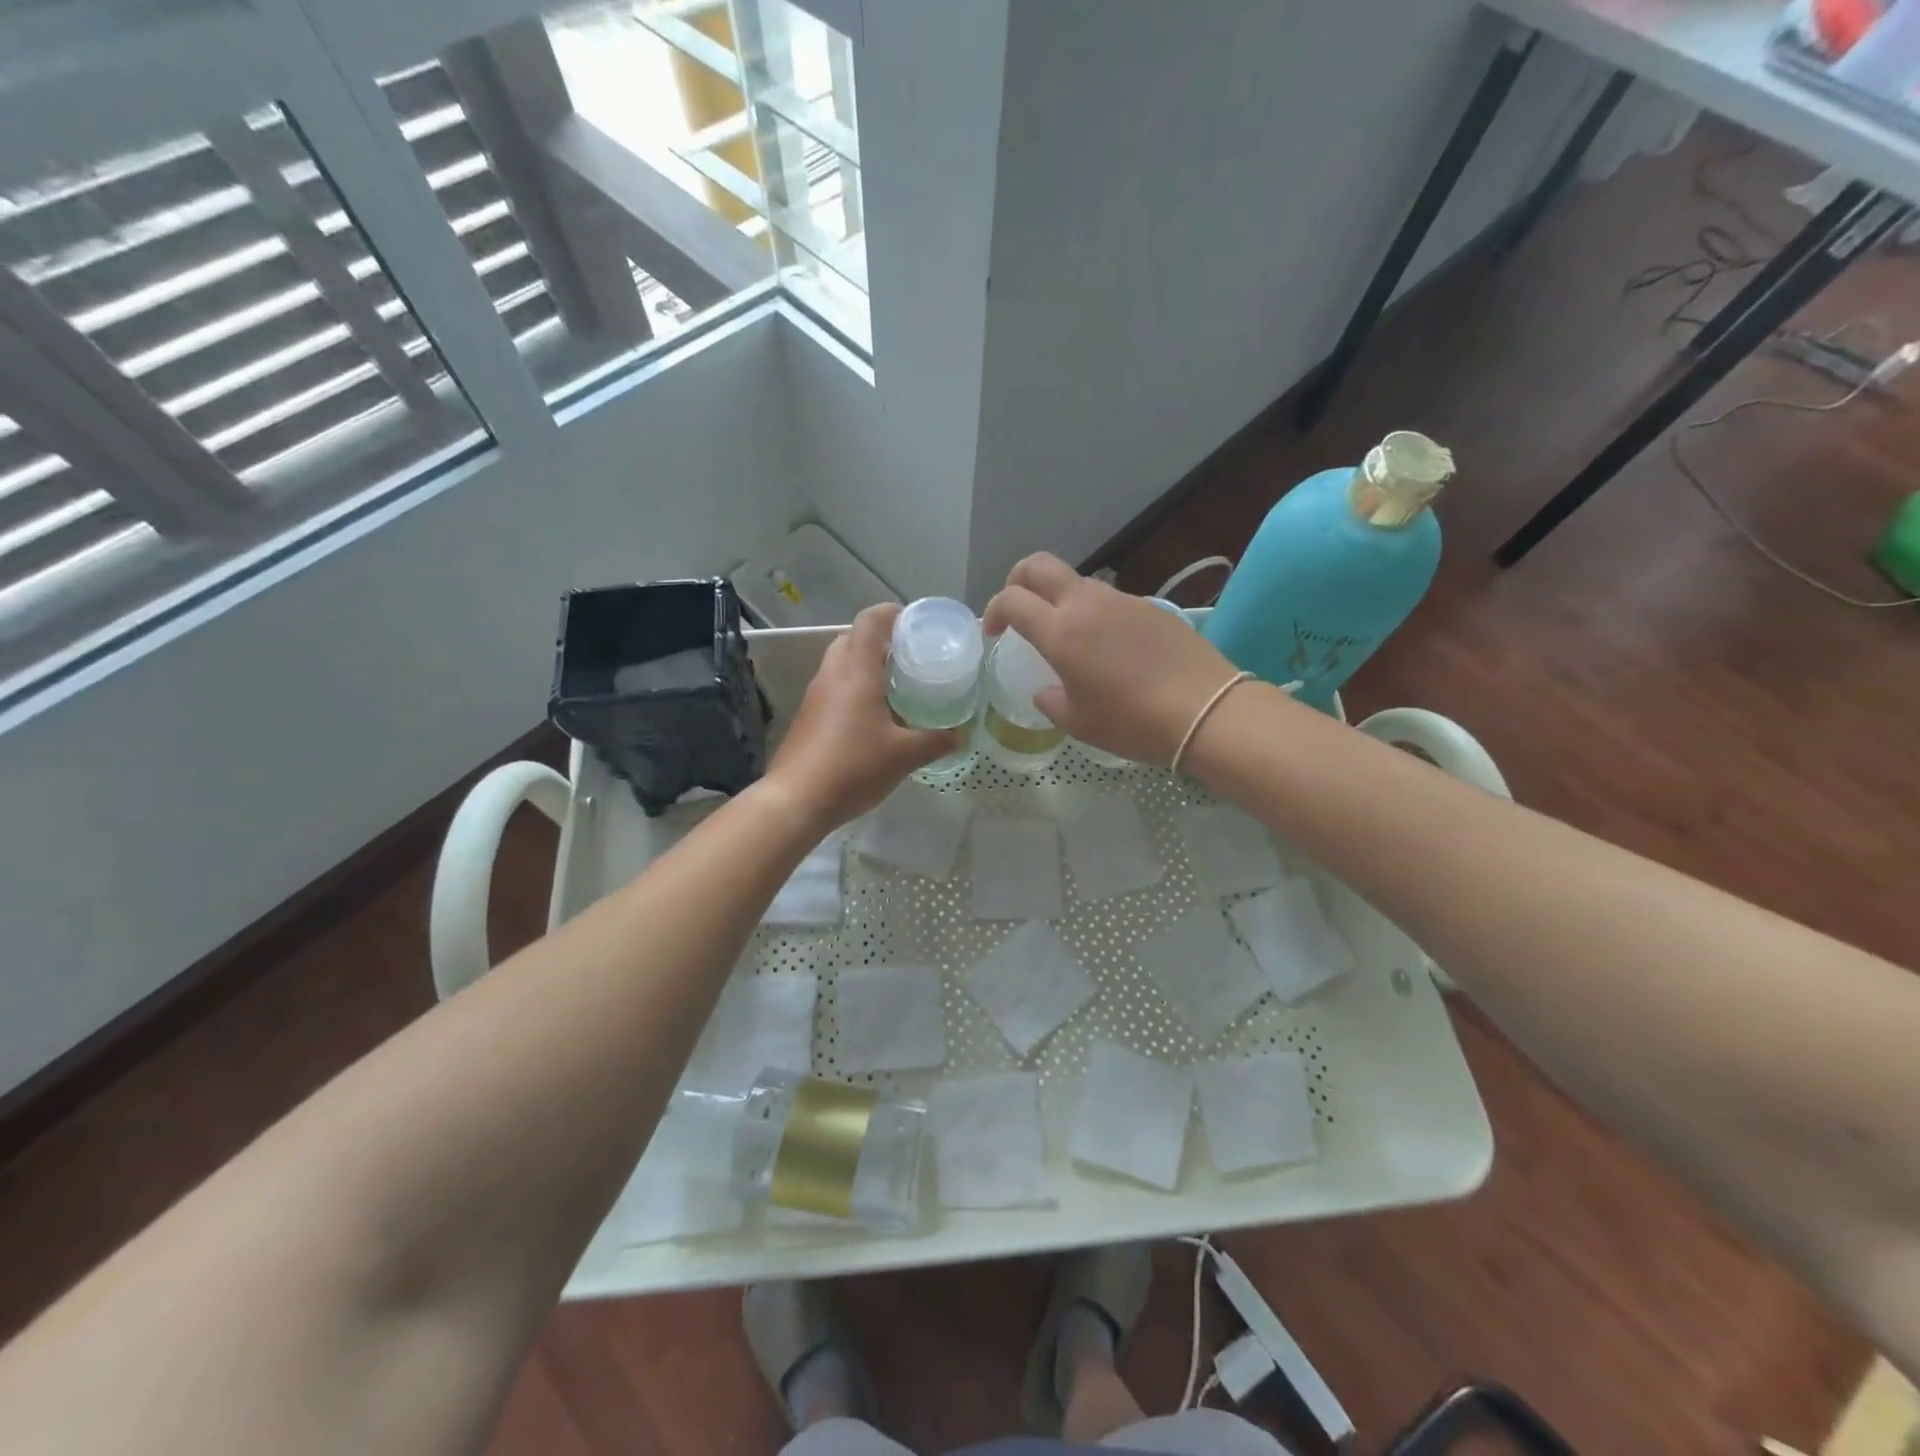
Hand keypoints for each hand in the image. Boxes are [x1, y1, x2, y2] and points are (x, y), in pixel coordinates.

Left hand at [765, 604, 960, 828]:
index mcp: (857, 671)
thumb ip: (936, 741)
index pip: (870, 621)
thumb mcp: (904, 755)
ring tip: (898, 685)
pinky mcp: (809, 716)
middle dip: (882, 641)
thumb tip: (960, 735)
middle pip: (853, 638)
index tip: (917, 625)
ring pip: (842, 663)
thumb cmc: (853, 767)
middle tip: (912, 658)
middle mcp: (833, 674)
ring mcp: (816, 695)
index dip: (892, 614)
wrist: (796, 800)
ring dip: (867, 666)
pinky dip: (855, 688)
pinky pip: (835, 687)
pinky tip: (875, 716)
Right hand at [982, 553, 1243, 766]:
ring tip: (1067, 635)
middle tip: (1018, 609)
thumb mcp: (1079, 722)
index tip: (994, 634)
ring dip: (1059, 598)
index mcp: (1060, 632)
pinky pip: (1110, 600)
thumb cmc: (1132, 722)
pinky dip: (1094, 613)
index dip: (994, 611)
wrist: (1205, 711)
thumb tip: (1046, 690)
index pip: (1012, 599)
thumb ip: (1051, 701)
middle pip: (1039, 565)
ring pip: (1077, 581)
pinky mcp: (1151, 607)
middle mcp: (1086, 604)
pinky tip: (1108, 647)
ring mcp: (1122, 601)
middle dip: (1018, 580)